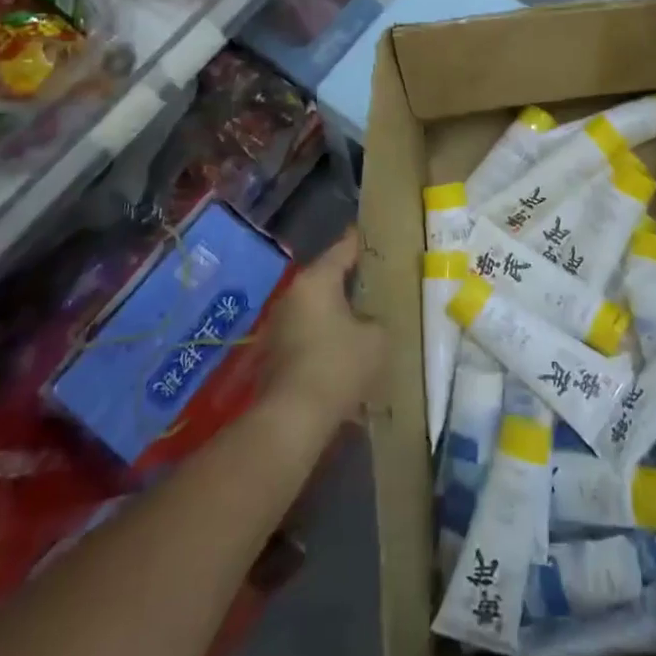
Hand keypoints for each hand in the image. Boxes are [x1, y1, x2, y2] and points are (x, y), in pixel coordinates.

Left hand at [261, 230, 385, 432]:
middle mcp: (293, 294)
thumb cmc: (338, 366)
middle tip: (380, 281)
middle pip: (328, 277)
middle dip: (352, 280)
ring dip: (338, 311)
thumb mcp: (377, 339)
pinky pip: (308, 332)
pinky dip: (326, 335)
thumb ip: (379, 320)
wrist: (292, 419)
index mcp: (316, 280)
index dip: (363, 242)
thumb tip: (373, 321)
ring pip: (317, 307)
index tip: (379, 236)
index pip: (344, 248)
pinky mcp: (275, 352)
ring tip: (366, 317)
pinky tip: (346, 349)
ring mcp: (279, 324)